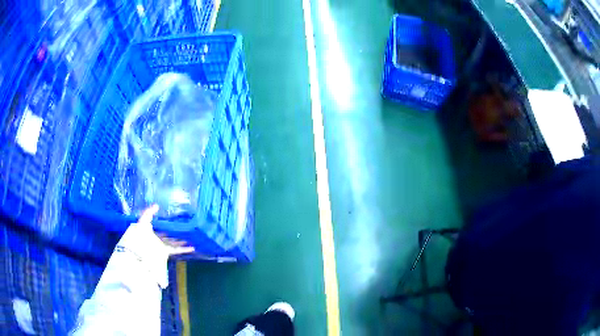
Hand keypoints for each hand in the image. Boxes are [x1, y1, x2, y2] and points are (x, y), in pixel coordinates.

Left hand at [139, 205, 195, 255]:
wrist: (143, 249)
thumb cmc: (141, 234)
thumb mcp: (143, 220)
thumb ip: (149, 212)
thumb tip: (157, 205)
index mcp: (152, 231)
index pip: (160, 227)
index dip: (165, 224)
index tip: (172, 220)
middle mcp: (158, 239)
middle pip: (168, 235)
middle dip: (175, 233)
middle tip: (183, 228)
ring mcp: (163, 245)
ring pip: (174, 242)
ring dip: (182, 241)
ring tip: (190, 237)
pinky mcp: (168, 251)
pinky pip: (178, 250)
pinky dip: (185, 250)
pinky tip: (192, 248)